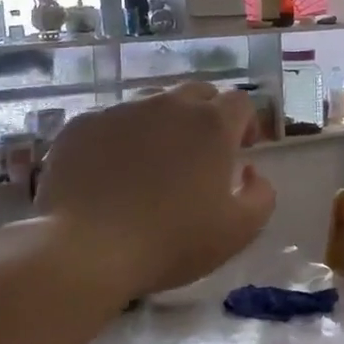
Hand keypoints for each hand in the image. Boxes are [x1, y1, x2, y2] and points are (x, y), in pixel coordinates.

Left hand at [31, 84, 275, 298]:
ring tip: (153, 163)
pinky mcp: (82, 125)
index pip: (240, 102)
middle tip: (201, 154)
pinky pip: (111, 122)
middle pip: (197, 94)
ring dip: (162, 125)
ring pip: (152, 104)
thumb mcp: (238, 231)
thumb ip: (261, 195)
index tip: (242, 149)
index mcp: (211, 125)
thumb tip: (250, 171)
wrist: (85, 249)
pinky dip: (120, 139)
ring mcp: (121, 111)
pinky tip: (111, 173)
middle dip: (206, 116)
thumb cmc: (170, 242)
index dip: (247, 122)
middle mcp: (168, 105)